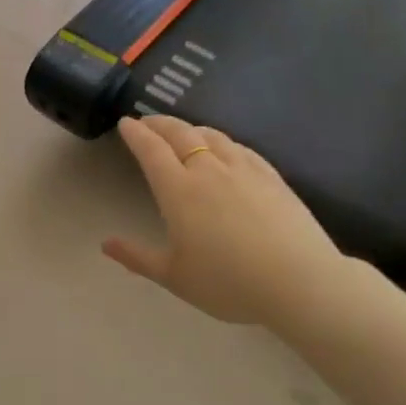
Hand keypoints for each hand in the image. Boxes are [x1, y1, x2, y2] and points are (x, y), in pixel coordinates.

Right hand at [103, 117, 344, 325]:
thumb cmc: (228, 283)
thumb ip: (137, 258)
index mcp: (178, 190)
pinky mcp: (272, 176)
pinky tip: (225, 148)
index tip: (126, 123)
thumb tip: (106, 244)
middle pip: (180, 134)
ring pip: (212, 136)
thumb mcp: (174, 277)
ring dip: (191, 128)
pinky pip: (240, 147)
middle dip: (160, 124)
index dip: (136, 134)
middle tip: (148, 122)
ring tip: (183, 132)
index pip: (151, 150)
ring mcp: (244, 169)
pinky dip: (222, 141)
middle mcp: (209, 170)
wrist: (299, 281)